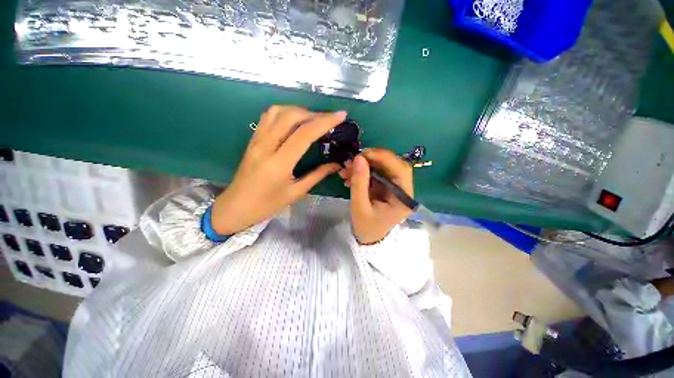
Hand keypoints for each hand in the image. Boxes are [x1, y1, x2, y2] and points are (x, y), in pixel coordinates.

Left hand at [211, 106, 345, 234]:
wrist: (236, 207)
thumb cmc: (268, 204)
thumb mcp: (296, 192)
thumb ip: (317, 175)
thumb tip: (336, 164)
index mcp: (279, 163)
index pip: (304, 134)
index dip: (324, 122)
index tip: (341, 115)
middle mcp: (266, 146)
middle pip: (291, 116)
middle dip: (314, 114)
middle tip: (329, 119)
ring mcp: (256, 140)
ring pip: (277, 111)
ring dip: (299, 110)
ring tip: (313, 119)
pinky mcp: (252, 139)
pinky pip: (268, 117)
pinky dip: (284, 112)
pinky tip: (294, 121)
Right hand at [340, 148, 413, 244]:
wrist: (368, 238)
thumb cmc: (366, 226)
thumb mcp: (359, 206)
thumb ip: (359, 182)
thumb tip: (358, 158)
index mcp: (403, 199)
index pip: (401, 170)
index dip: (384, 158)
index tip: (364, 154)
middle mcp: (404, 190)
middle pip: (393, 166)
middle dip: (373, 160)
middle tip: (353, 159)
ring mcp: (395, 188)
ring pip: (383, 167)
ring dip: (365, 165)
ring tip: (346, 169)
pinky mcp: (386, 187)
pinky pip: (377, 173)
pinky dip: (363, 171)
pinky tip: (349, 175)